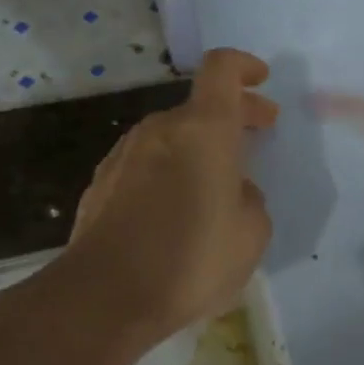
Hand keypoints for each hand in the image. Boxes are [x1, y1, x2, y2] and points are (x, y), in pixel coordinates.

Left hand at [49, 48, 277, 351]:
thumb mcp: (252, 232)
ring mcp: (124, 155)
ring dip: (201, 146)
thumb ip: (251, 198)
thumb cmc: (192, 257)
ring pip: (173, 135)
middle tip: (261, 131)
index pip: (222, 69)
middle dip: (235, 114)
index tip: (262, 80)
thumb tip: (234, 190)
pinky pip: (148, 164)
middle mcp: (161, 130)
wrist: (103, 297)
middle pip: (200, 105)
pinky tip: (180, 208)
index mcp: (203, 129)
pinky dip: (172, 171)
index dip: (244, 66)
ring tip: (221, 180)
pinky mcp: (101, 185)